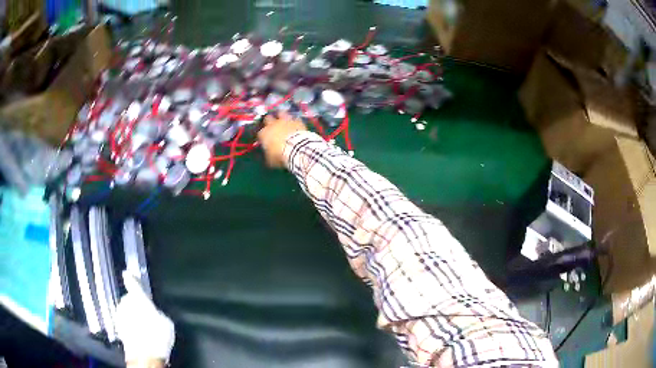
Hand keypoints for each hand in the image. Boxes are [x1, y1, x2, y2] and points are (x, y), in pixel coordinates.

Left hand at [116, 271, 174, 366]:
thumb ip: (157, 311)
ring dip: (133, 316)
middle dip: (137, 306)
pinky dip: (130, 325)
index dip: (131, 278)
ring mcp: (120, 315)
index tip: (127, 273)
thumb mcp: (166, 322)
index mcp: (138, 299)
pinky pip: (125, 321)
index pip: (133, 284)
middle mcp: (126, 303)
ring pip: (126, 311)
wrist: (144, 356)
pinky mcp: (118, 326)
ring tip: (144, 329)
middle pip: (130, 299)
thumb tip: (154, 311)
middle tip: (148, 318)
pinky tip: (139, 335)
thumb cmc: (157, 337)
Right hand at [257, 112, 306, 167]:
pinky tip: (296, 125)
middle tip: (272, 126)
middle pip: (268, 118)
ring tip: (283, 120)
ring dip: (281, 116)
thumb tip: (268, 156)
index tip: (265, 140)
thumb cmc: (280, 155)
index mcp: (264, 133)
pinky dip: (294, 121)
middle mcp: (273, 124)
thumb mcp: (270, 160)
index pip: (260, 132)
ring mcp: (285, 120)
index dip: (262, 136)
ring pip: (280, 113)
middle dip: (269, 121)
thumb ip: (268, 156)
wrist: (296, 149)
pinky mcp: (296, 120)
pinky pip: (295, 118)